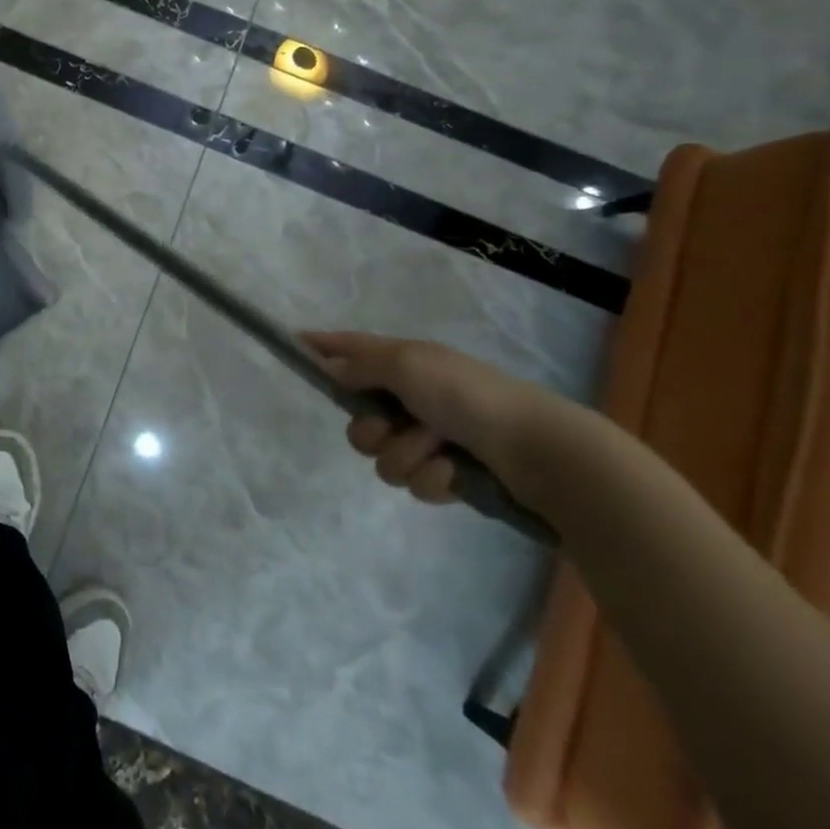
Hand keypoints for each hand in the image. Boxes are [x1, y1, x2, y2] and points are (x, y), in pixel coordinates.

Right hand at [301, 330, 571, 504]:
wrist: (537, 449)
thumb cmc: (465, 394)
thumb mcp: (405, 364)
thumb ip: (359, 364)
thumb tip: (328, 365)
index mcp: (402, 362)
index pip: (349, 348)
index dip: (320, 346)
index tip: (292, 345)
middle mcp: (411, 396)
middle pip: (357, 419)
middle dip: (371, 430)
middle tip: (394, 428)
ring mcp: (429, 436)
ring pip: (382, 457)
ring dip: (406, 457)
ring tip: (438, 452)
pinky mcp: (448, 473)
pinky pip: (414, 483)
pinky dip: (432, 479)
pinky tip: (454, 474)